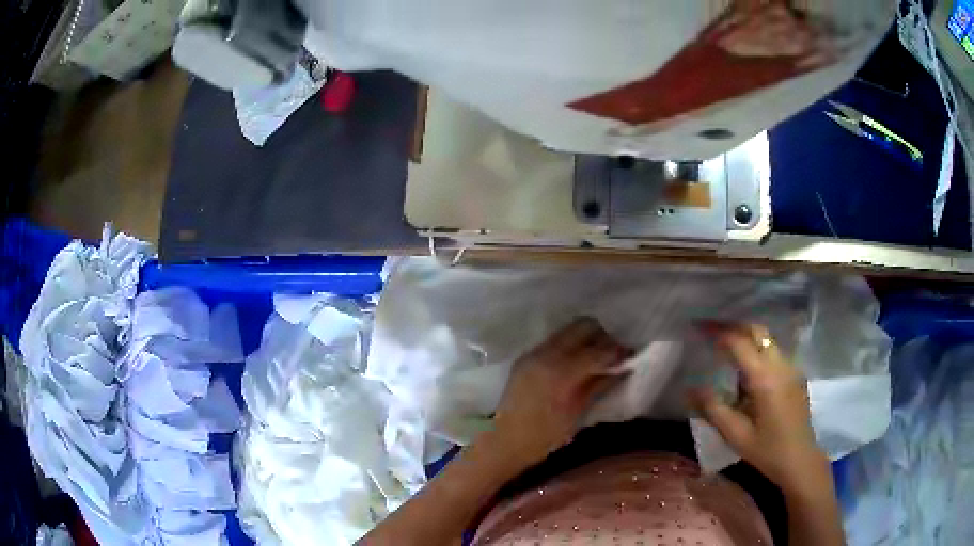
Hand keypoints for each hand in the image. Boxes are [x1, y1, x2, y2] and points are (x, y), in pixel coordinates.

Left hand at [491, 318, 631, 466]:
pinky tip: (576, 364)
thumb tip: (622, 368)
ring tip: (595, 358)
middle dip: (602, 337)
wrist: (504, 442)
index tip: (629, 355)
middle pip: (583, 326)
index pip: (598, 349)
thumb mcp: (578, 413)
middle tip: (612, 354)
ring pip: (568, 330)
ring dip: (586, 339)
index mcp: (561, 372)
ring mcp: (533, 353)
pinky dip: (570, 346)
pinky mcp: (526, 357)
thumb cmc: (544, 437)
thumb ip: (599, 385)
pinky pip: (554, 341)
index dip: (618, 350)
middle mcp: (546, 354)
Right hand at [692, 322, 828, 493]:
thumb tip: (689, 389)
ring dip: (748, 340)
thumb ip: (713, 409)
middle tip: (713, 333)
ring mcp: (791, 368)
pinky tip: (749, 372)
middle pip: (757, 331)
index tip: (700, 328)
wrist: (799, 460)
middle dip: (735, 328)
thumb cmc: (766, 450)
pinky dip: (759, 351)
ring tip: (728, 352)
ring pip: (768, 340)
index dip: (718, 332)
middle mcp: (780, 365)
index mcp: (764, 378)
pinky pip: (775, 353)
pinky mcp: (796, 375)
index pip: (739, 342)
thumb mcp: (735, 434)